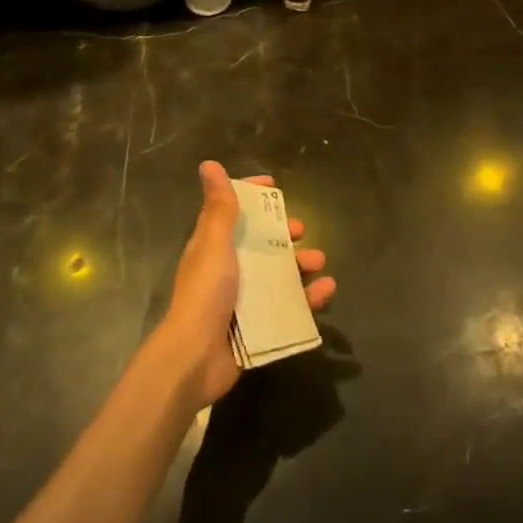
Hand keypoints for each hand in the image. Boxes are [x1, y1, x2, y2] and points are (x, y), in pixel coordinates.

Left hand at [156, 161, 334, 409]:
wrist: (196, 358)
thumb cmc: (205, 293)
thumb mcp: (214, 244)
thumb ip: (219, 208)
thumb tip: (209, 165)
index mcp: (213, 247)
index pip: (232, 212)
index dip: (251, 196)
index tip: (274, 187)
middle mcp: (227, 270)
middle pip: (259, 244)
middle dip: (282, 234)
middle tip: (301, 230)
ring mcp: (243, 300)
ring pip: (277, 275)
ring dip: (300, 265)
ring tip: (319, 261)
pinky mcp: (258, 326)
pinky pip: (289, 307)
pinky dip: (309, 298)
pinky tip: (326, 291)